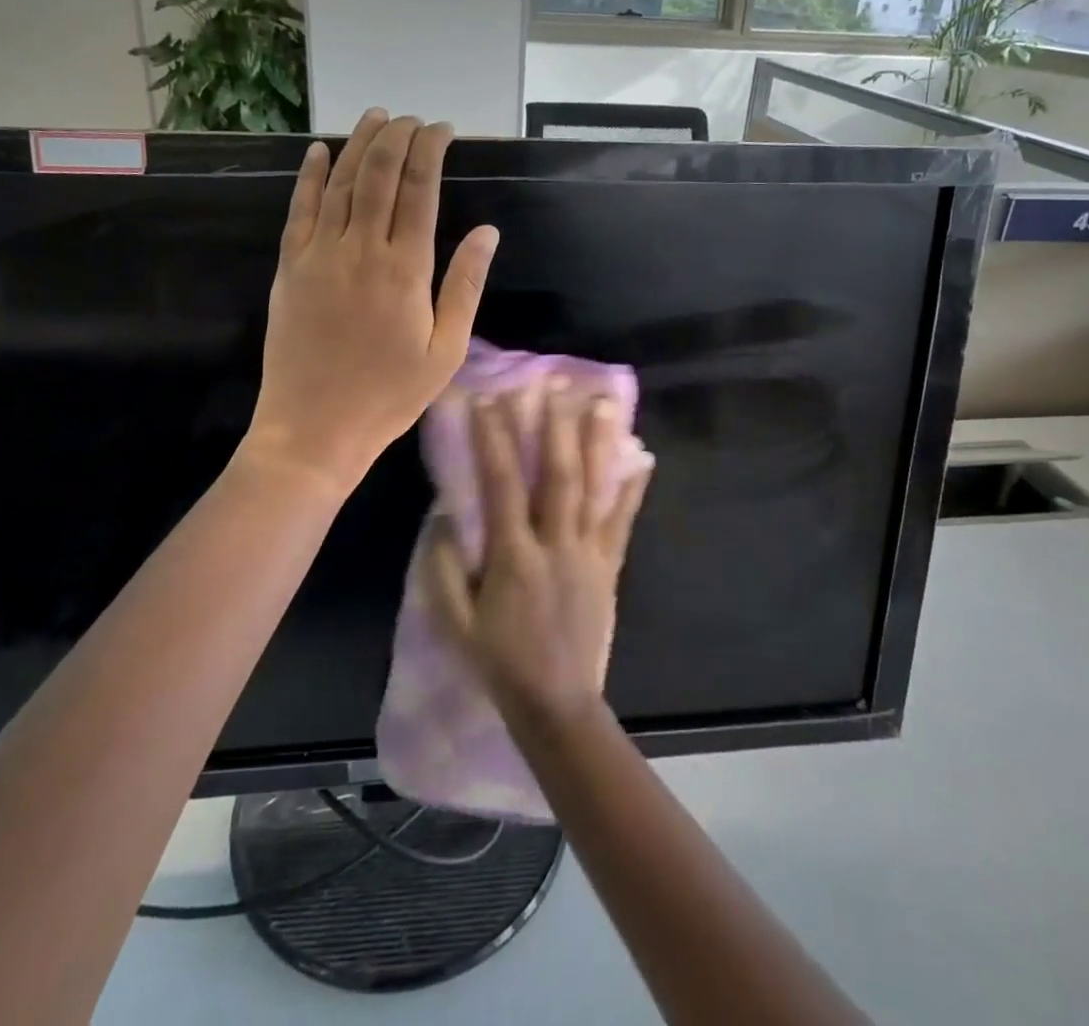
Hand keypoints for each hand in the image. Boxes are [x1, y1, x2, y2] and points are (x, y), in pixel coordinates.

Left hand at [244, 109, 498, 490]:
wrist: (314, 428)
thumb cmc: (388, 395)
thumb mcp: (445, 351)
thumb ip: (465, 287)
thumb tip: (487, 231)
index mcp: (406, 270)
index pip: (420, 190)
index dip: (431, 151)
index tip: (442, 129)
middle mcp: (361, 249)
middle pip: (379, 175)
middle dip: (397, 138)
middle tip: (412, 119)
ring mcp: (320, 255)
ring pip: (341, 183)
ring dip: (359, 144)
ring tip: (375, 117)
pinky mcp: (290, 267)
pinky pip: (299, 209)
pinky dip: (310, 175)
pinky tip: (320, 150)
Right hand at [427, 385, 653, 731]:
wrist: (557, 705)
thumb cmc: (499, 663)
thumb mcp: (455, 623)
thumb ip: (444, 569)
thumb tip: (447, 516)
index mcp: (513, 557)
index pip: (502, 485)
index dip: (493, 440)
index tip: (487, 400)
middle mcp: (555, 545)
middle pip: (556, 476)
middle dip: (552, 426)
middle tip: (552, 384)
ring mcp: (588, 554)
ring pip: (594, 490)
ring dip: (597, 444)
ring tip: (602, 403)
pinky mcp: (609, 567)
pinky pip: (622, 522)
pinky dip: (633, 488)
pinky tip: (643, 459)